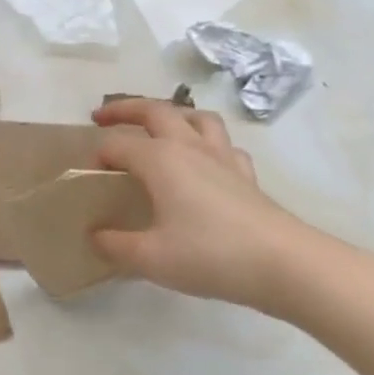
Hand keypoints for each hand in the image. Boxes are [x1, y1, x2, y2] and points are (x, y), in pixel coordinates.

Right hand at [90, 98, 310, 311]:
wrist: (286, 265)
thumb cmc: (211, 255)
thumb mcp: (151, 258)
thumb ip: (116, 245)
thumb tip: (95, 236)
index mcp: (160, 159)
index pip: (117, 144)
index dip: (98, 154)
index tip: (87, 173)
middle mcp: (189, 147)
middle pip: (154, 110)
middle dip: (124, 109)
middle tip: (103, 117)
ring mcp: (222, 157)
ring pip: (196, 117)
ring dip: (173, 115)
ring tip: (160, 127)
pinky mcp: (246, 174)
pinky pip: (224, 145)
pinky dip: (209, 143)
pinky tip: (205, 161)